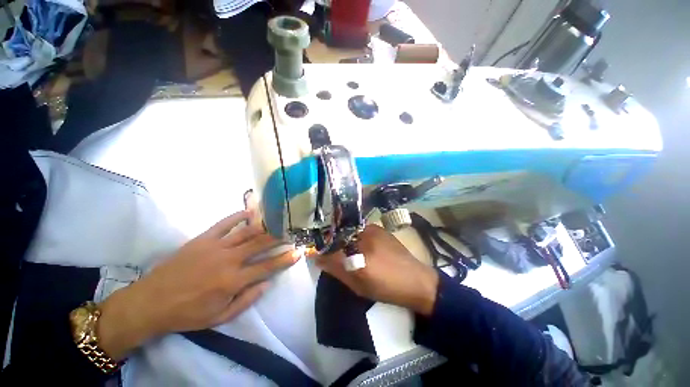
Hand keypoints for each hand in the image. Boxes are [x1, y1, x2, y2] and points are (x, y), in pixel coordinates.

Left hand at [97, 211, 298, 359]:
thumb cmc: (188, 313)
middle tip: (291, 231)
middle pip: (260, 244)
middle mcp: (229, 260)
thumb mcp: (220, 317)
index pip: (267, 267)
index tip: (298, 252)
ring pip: (247, 232)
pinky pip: (225, 223)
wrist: (151, 302)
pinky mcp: (203, 238)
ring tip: (278, 220)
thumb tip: (267, 283)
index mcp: (233, 281)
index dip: (285, 259)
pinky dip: (239, 216)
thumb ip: (247, 300)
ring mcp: (215, 246)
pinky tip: (251, 212)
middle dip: (279, 237)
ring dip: (264, 225)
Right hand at [317, 225, 438, 315]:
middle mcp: (364, 236)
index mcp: (359, 253)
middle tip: (329, 251)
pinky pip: (360, 229)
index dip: (322, 250)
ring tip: (345, 248)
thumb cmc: (387, 288)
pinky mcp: (380, 229)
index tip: (316, 254)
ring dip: (344, 238)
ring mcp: (373, 229)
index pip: (331, 248)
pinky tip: (358, 244)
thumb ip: (337, 270)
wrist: (416, 281)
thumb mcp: (359, 286)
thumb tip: (319, 259)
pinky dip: (354, 236)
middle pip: (339, 235)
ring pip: (350, 231)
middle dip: (332, 242)